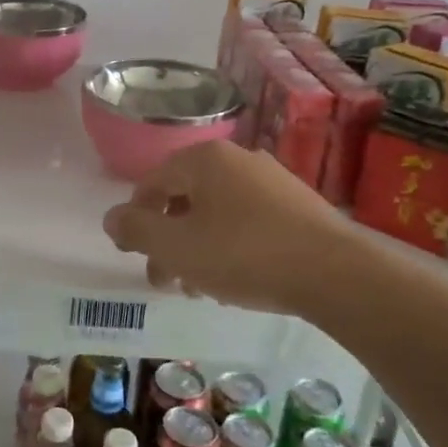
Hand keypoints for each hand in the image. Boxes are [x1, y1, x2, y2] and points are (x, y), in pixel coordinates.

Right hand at [102, 141, 357, 315]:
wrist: (336, 274)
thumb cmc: (243, 255)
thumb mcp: (177, 247)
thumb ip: (136, 230)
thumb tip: (112, 218)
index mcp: (204, 159)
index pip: (152, 183)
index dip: (135, 220)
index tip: (134, 255)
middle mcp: (237, 158)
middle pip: (184, 199)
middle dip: (168, 242)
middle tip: (166, 281)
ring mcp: (272, 180)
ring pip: (215, 213)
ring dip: (197, 249)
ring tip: (199, 288)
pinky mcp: (297, 205)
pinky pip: (247, 221)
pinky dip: (229, 246)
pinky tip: (235, 281)